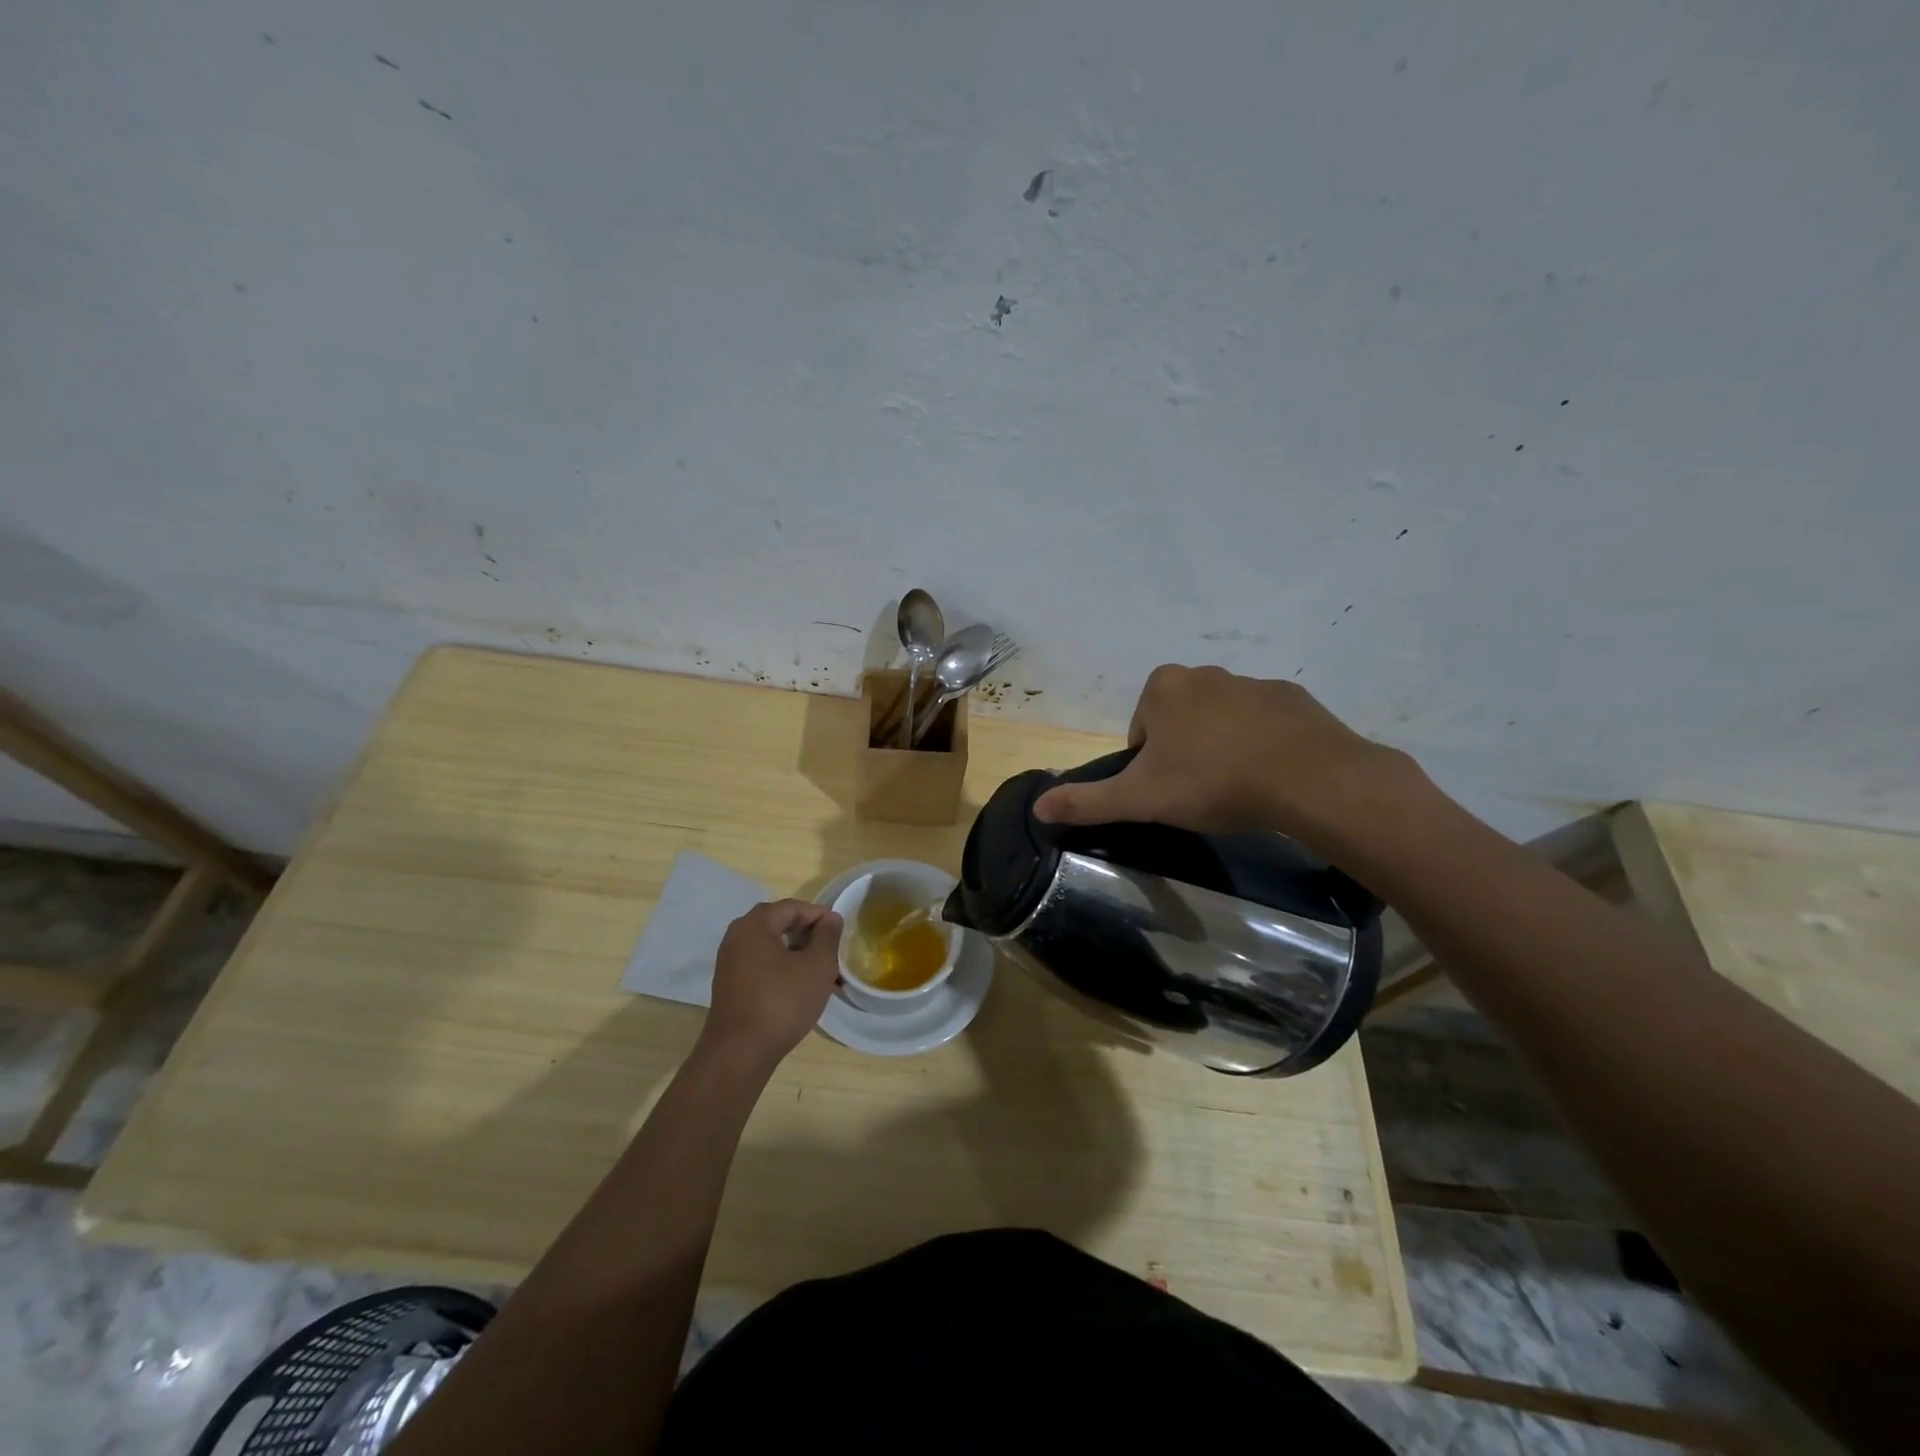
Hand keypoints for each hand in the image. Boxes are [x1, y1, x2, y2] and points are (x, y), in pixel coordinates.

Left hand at [701, 900, 842, 1066]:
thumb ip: (828, 936)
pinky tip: (799, 987)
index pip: (793, 907)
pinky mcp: (729, 985)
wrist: (739, 1053)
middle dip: (808, 934)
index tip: (840, 931)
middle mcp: (737, 936)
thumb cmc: (782, 1002)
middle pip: (779, 923)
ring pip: (770, 946)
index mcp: (755, 925)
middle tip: (831, 950)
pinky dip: (781, 968)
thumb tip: (831, 918)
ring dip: (796, 953)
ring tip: (819, 971)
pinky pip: (760, 964)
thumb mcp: (817, 966)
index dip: (819, 915)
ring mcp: (729, 962)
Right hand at [1032, 664, 1414, 846]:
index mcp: (1163, 687)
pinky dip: (1261, 746)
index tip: (1168, 791)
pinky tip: (1271, 778)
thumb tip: (1037, 807)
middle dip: (1184, 754)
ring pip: (1222, 722)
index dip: (1148, 765)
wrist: (1308, 778)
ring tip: (1237, 790)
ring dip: (1222, 749)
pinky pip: (1264, 724)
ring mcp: (1253, 683)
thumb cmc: (1211, 781)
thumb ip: (1088, 801)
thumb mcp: (1140, 798)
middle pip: (1179, 722)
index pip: (1140, 730)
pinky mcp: (1294, 698)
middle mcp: (1205, 674)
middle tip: (1200, 793)